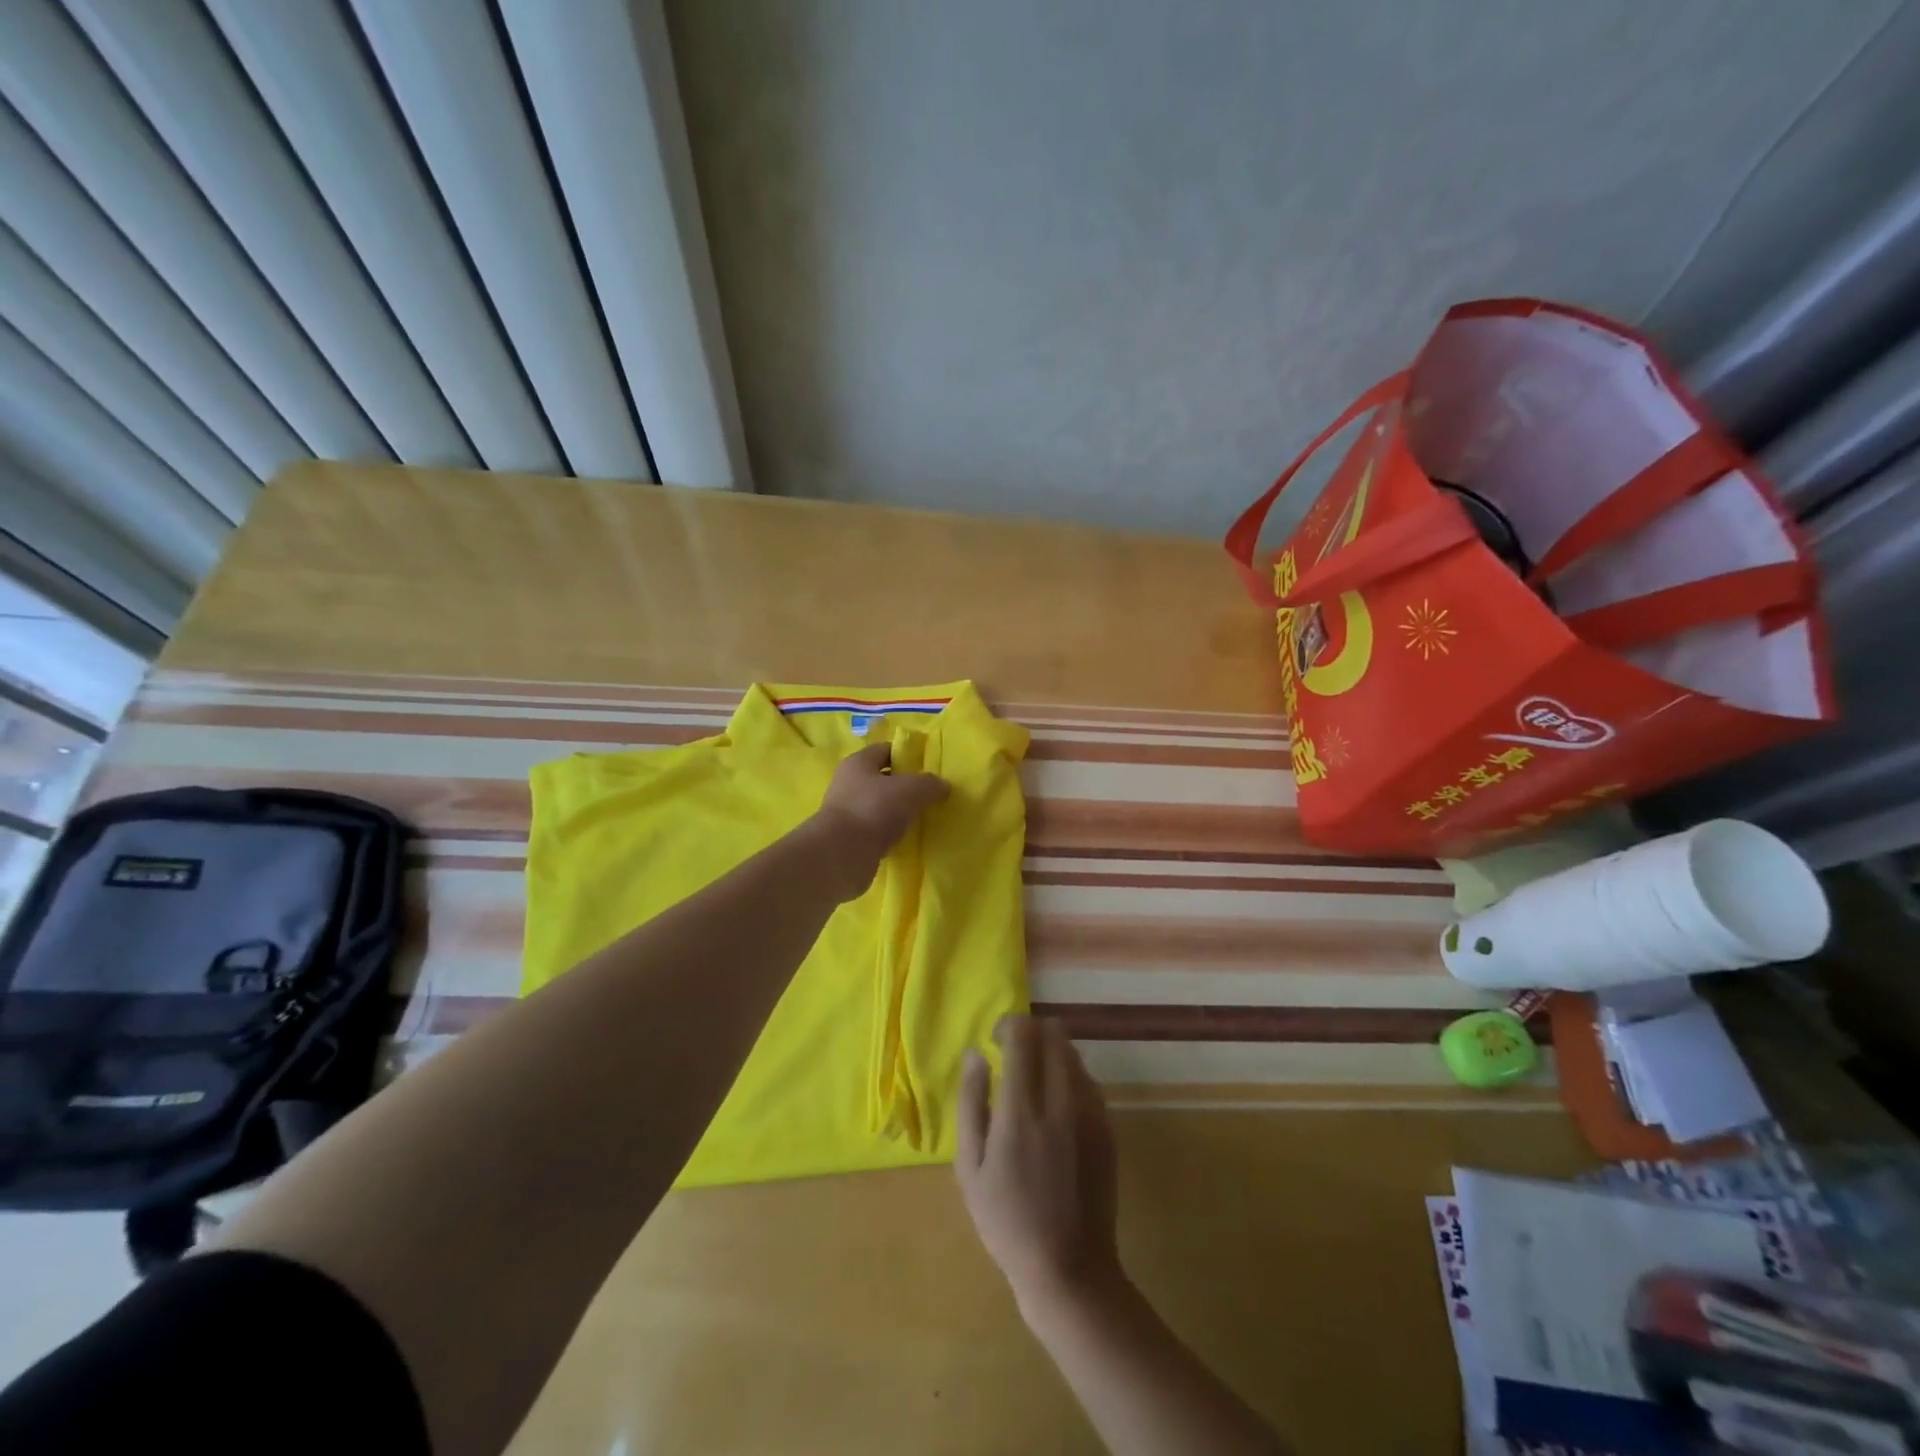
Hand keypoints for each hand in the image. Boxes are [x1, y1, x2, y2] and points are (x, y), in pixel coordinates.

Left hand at [811, 742, 948, 899]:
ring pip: (880, 807)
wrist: (842, 856)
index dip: (907, 756)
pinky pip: (876, 831)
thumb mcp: (911, 790)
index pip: (886, 750)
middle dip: (905, 787)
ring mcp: (846, 813)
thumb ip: (930, 784)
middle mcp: (848, 784)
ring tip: (922, 820)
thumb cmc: (874, 810)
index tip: (929, 768)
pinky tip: (907, 840)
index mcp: (858, 763)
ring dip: (898, 813)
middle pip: (883, 779)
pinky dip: (891, 834)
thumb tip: (943, 786)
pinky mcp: (849, 840)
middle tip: (930, 796)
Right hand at [956, 1015, 1122, 1321]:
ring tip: (1035, 1078)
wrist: (1069, 1269)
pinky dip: (1070, 1075)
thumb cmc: (1007, 1222)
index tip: (995, 1040)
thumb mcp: (971, 1169)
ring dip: (1052, 1051)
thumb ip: (972, 1103)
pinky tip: (1057, 1103)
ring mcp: (1090, 1113)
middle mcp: (1060, 1102)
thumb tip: (974, 1054)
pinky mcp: (1107, 1128)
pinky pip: (1089, 1080)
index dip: (1008, 1025)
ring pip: (1074, 1053)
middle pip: (1053, 1033)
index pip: (1022, 1036)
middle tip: (1014, 1053)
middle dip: (1032, 1032)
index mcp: (1021, 1111)